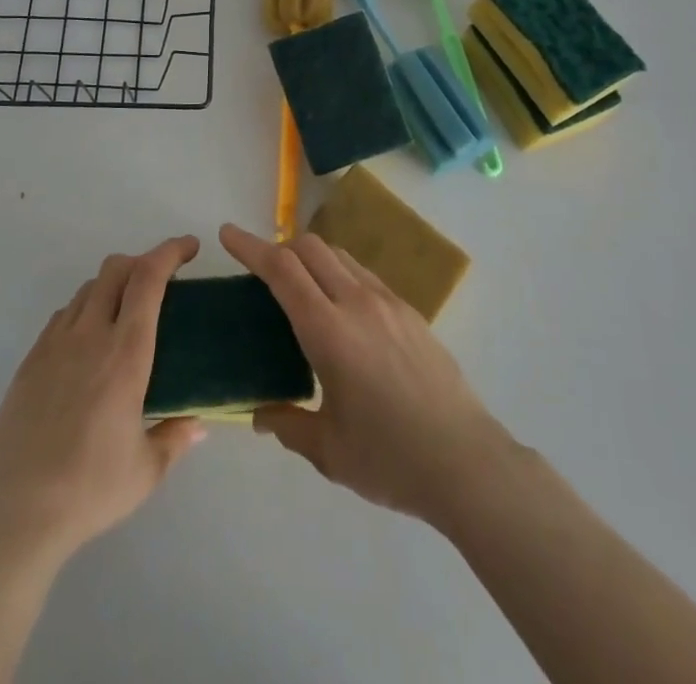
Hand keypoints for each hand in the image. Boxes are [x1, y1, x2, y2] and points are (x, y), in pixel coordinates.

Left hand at [0, 236, 205, 560]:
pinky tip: (89, 344)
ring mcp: (55, 344)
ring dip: (112, 286)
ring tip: (125, 314)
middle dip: (142, 261)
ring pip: (87, 288)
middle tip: (161, 282)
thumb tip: (198, 424)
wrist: (16, 512)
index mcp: (126, 354)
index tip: (190, 247)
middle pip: (115, 269)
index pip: (148, 279)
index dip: (170, 252)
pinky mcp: (31, 360)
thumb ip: (176, 439)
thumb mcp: (147, 471)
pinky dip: (84, 311)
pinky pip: (63, 316)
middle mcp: (90, 336)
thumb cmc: (90, 489)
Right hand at [219, 222, 516, 526]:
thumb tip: (261, 414)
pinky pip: (364, 275)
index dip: (251, 247)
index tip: (227, 234)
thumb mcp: (328, 450)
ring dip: (312, 258)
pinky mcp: (410, 312)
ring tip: (301, 287)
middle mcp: (357, 303)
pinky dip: (340, 275)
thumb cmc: (391, 459)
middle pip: (310, 248)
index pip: (282, 270)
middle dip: (279, 247)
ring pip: (340, 256)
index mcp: (329, 331)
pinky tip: (342, 312)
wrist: (468, 462)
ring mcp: (388, 303)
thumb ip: (287, 425)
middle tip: (262, 271)